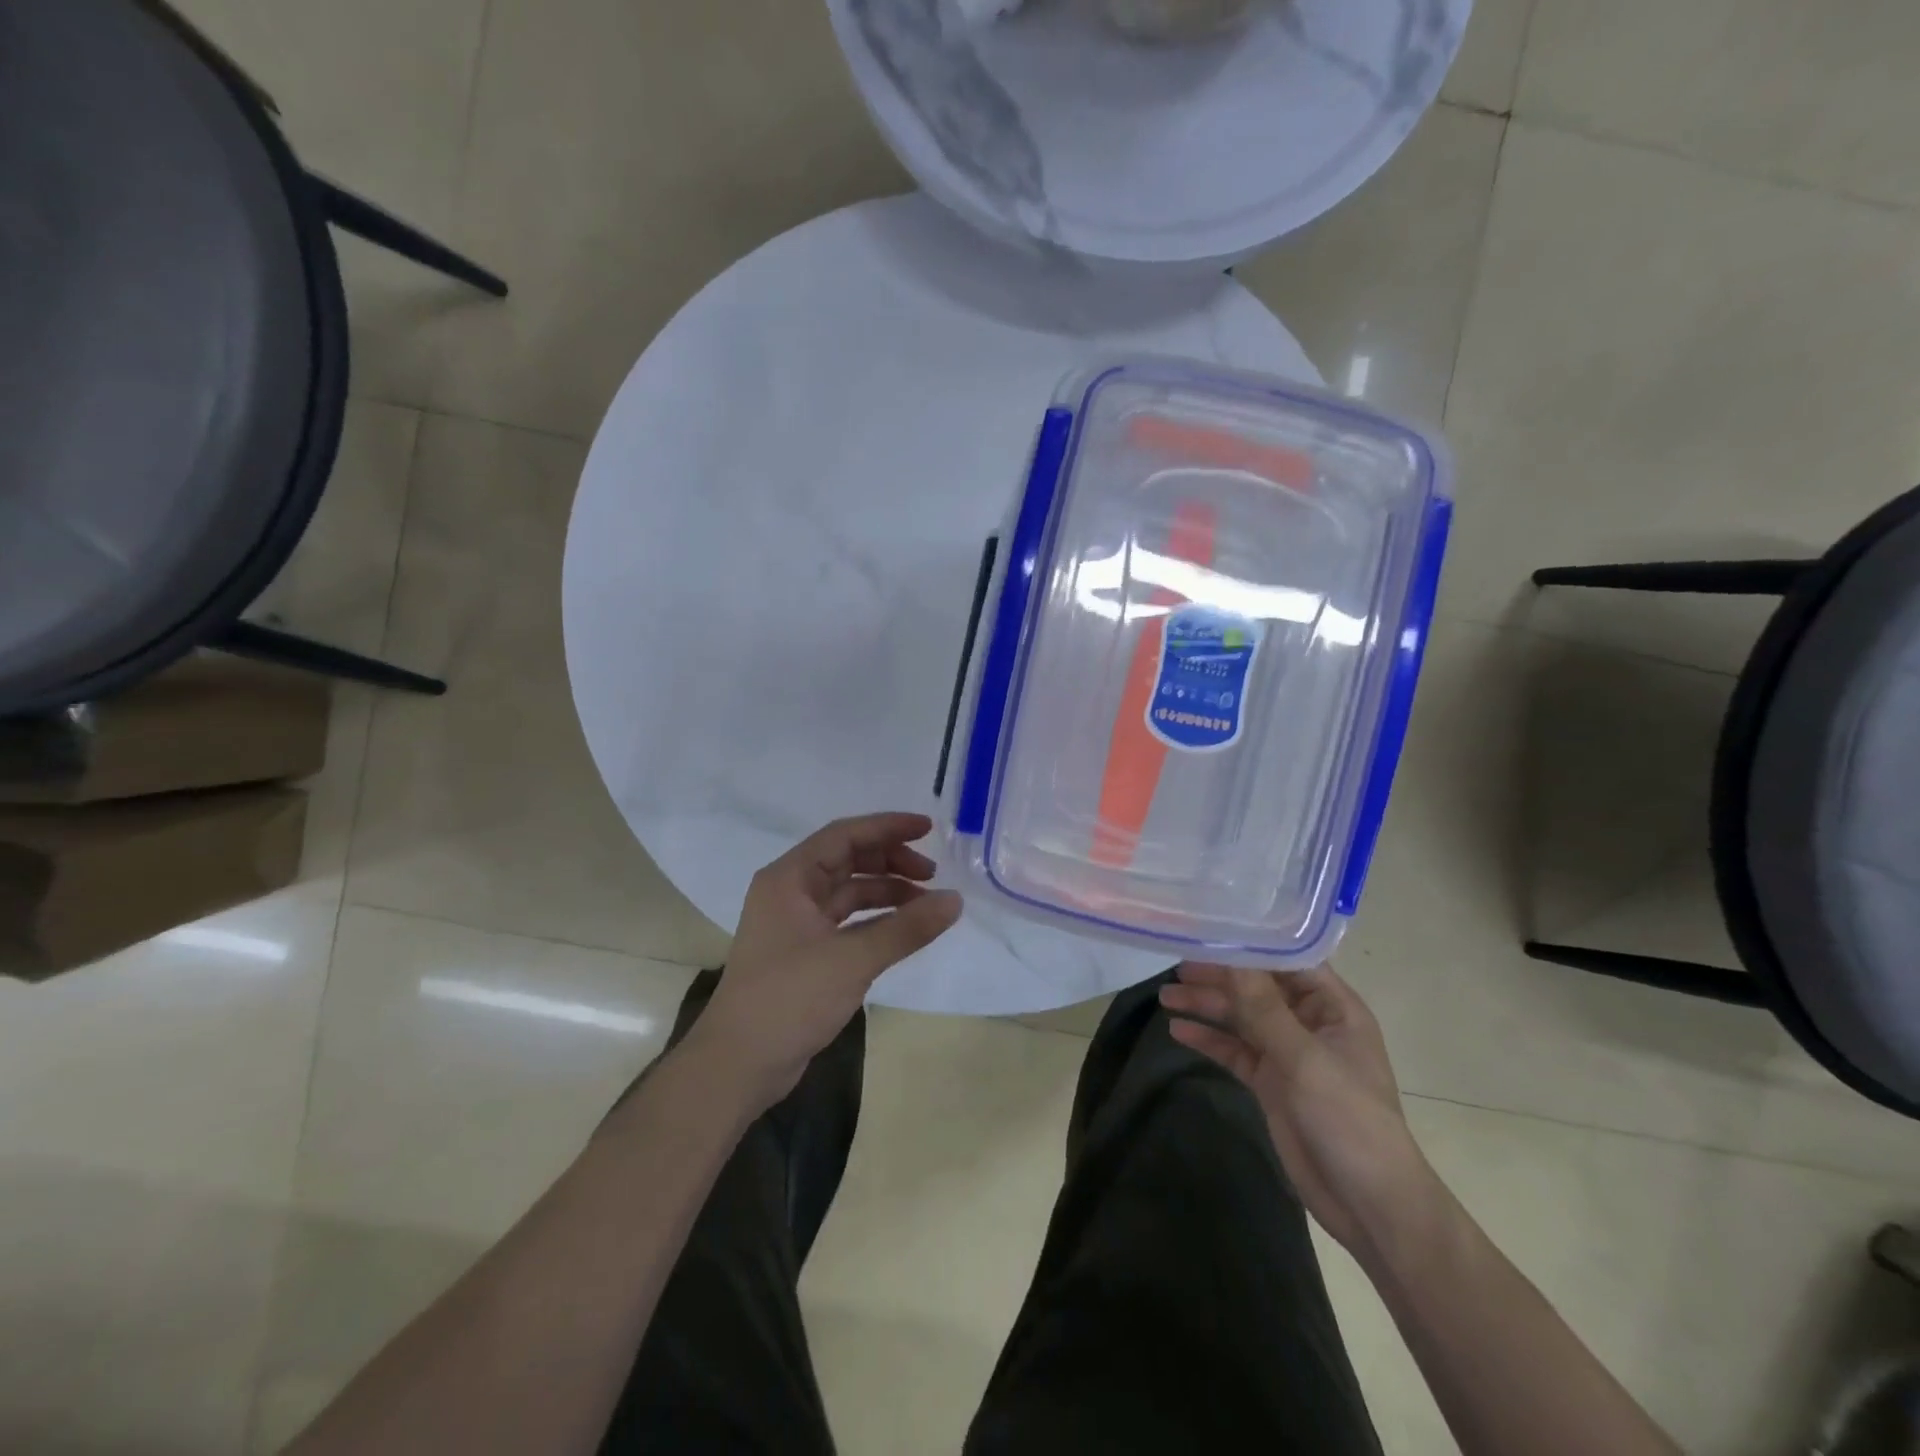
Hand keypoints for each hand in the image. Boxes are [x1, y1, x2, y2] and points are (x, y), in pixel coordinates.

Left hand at [684, 812, 961, 1112]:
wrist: (738, 1065)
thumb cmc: (789, 999)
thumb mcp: (853, 959)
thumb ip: (906, 928)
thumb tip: (955, 900)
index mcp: (789, 878)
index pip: (844, 835)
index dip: (887, 827)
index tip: (927, 828)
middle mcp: (790, 892)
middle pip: (847, 859)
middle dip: (890, 860)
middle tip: (932, 873)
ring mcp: (795, 923)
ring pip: (848, 892)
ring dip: (886, 891)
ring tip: (926, 903)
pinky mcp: (804, 952)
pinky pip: (847, 921)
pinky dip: (876, 920)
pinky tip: (904, 929)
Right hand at [1159, 963, 1434, 1256]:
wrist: (1369, 1205)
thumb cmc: (1349, 1120)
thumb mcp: (1304, 1058)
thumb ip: (1262, 1007)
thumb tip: (1231, 954)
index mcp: (1332, 1007)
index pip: (1288, 960)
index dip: (1251, 943)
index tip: (1209, 928)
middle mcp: (1309, 1022)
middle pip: (1257, 987)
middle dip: (1219, 977)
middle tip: (1176, 967)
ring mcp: (1288, 1053)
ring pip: (1241, 1017)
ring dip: (1207, 1006)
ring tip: (1165, 997)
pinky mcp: (1270, 1082)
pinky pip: (1234, 1050)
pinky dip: (1209, 1039)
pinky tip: (1178, 1030)